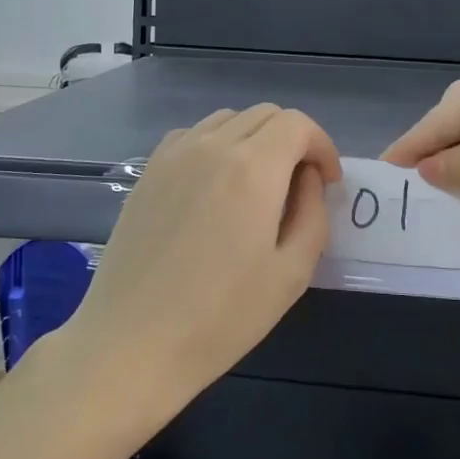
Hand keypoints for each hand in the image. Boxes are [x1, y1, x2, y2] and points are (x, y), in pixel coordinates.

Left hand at [61, 104, 342, 424]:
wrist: (132, 343)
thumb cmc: (221, 317)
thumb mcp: (291, 272)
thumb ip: (312, 213)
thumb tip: (308, 178)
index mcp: (253, 168)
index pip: (298, 124)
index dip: (322, 146)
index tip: (327, 183)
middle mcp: (212, 146)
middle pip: (265, 115)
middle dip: (293, 140)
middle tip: (300, 185)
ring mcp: (174, 155)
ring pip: (228, 120)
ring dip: (255, 139)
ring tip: (259, 184)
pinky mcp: (148, 172)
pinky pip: (193, 136)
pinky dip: (217, 144)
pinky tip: (215, 186)